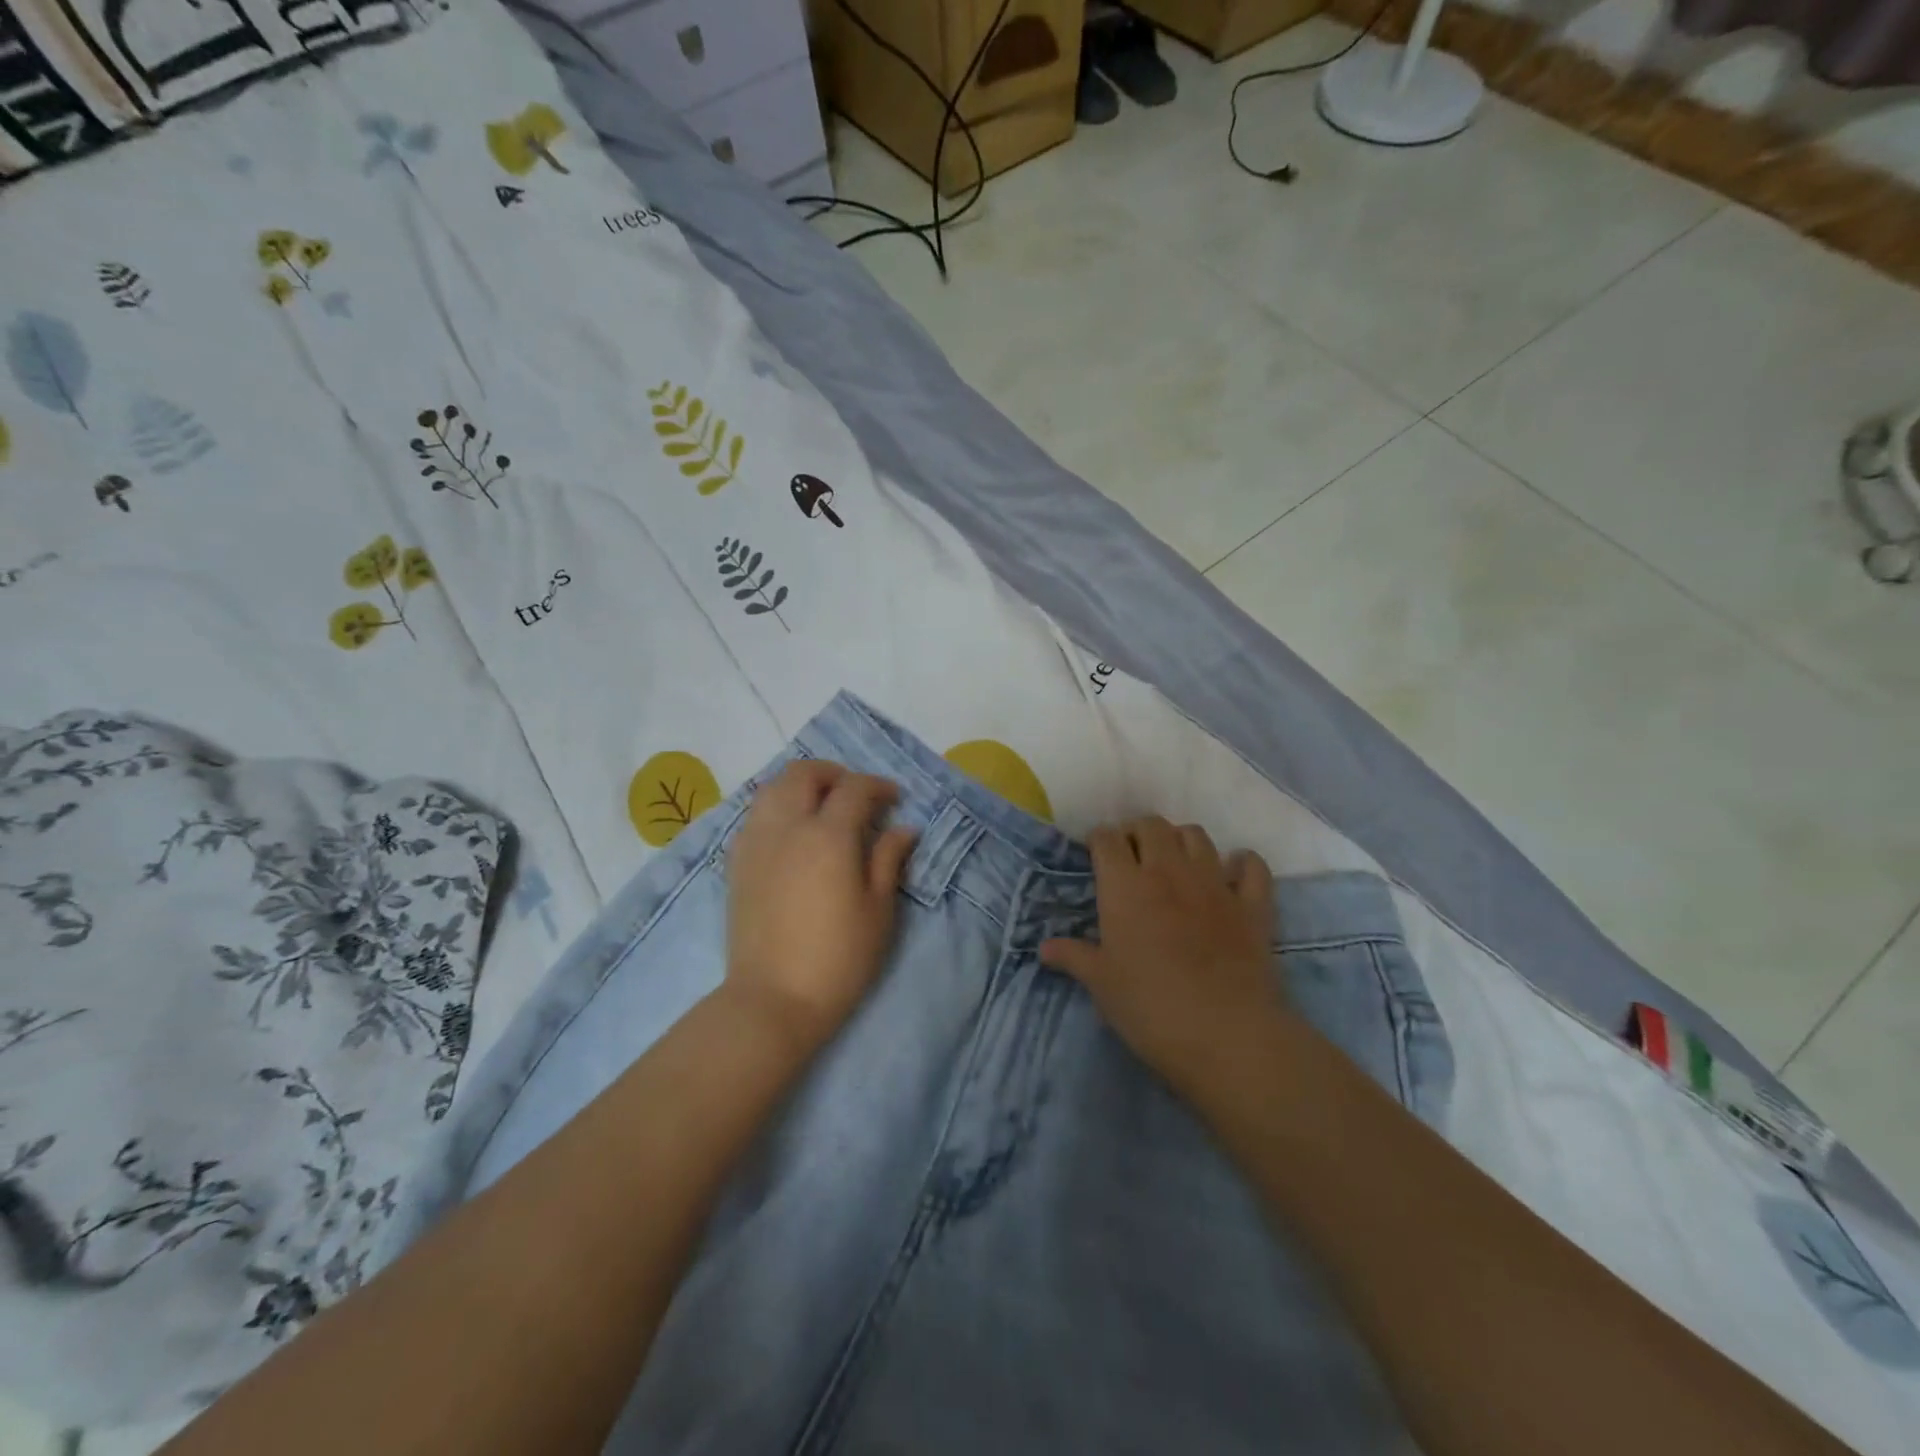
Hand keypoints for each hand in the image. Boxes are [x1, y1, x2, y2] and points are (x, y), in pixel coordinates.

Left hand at [723, 759, 917, 1052]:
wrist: (773, 1000)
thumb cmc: (838, 958)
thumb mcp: (878, 910)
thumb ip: (889, 860)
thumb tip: (904, 828)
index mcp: (827, 836)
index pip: (854, 788)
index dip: (877, 786)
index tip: (894, 799)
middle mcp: (786, 826)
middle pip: (804, 773)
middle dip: (834, 774)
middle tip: (856, 795)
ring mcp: (755, 841)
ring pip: (773, 787)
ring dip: (802, 785)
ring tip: (822, 807)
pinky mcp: (736, 861)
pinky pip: (756, 814)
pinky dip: (778, 806)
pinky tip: (793, 832)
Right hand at [1040, 817, 1278, 1095]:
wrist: (1226, 1034)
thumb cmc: (1150, 1007)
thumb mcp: (1101, 984)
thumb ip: (1074, 957)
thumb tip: (1044, 947)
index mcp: (1125, 885)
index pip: (1107, 839)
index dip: (1099, 840)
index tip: (1096, 855)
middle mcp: (1169, 871)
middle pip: (1151, 825)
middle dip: (1137, 832)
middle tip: (1131, 857)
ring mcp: (1215, 883)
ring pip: (1196, 835)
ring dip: (1180, 840)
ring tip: (1173, 862)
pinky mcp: (1252, 904)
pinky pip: (1251, 866)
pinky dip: (1241, 863)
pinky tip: (1232, 874)